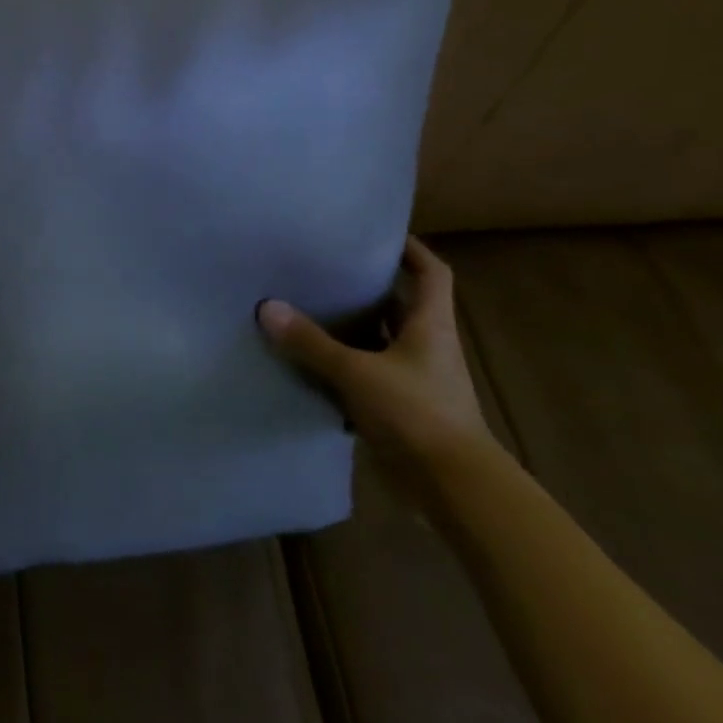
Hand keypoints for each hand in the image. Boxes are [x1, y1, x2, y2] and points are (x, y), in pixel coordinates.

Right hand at [258, 237, 493, 491]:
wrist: (455, 489)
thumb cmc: (417, 414)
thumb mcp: (357, 373)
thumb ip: (311, 342)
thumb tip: (267, 307)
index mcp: (430, 325)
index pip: (431, 273)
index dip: (411, 250)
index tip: (378, 234)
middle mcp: (428, 347)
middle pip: (400, 306)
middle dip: (368, 288)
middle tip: (325, 269)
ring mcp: (417, 380)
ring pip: (381, 342)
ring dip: (352, 331)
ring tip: (309, 310)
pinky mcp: (403, 410)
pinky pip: (369, 377)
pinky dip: (345, 370)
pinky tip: (311, 366)